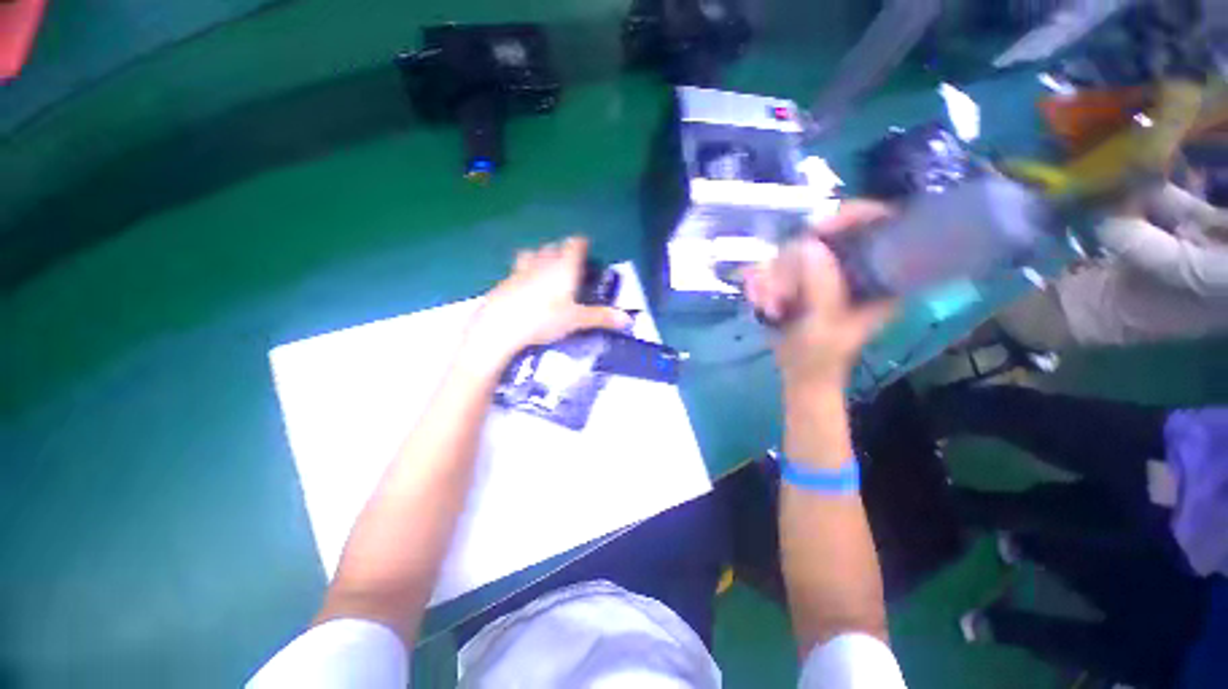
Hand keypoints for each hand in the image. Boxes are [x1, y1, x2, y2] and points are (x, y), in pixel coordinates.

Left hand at [462, 237, 630, 368]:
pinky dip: (525, 272)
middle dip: (562, 251)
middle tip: (570, 267)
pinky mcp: (505, 280)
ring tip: (546, 272)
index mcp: (564, 267)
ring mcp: (521, 269)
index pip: (575, 244)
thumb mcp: (576, 320)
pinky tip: (525, 289)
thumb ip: (602, 317)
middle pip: (554, 247)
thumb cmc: (544, 319)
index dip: (582, 244)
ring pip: (533, 253)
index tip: (586, 250)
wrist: (500, 326)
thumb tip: (628, 320)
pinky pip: (518, 268)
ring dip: (541, 257)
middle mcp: (543, 262)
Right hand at [744, 202, 896, 389]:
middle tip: (779, 283)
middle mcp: (856, 267)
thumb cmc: (821, 356)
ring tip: (767, 304)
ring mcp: (827, 273)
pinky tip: (760, 301)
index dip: (855, 215)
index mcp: (882, 276)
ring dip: (775, 276)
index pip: (881, 223)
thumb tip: (807, 244)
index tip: (819, 228)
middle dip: (796, 258)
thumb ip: (821, 287)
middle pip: (830, 233)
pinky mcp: (803, 280)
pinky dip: (765, 281)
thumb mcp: (825, 324)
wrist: (802, 373)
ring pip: (797, 251)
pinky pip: (780, 266)